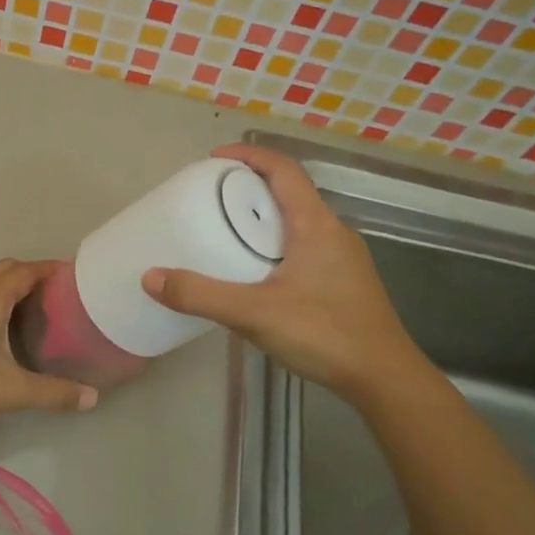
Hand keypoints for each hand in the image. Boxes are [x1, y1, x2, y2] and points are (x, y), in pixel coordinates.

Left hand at [0, 259, 98, 434]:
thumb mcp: (12, 390)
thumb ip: (54, 393)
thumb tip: (92, 398)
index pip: (27, 270)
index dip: (52, 270)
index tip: (76, 277)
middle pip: (7, 269)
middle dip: (33, 274)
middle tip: (59, 294)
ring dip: (10, 284)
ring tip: (35, 306)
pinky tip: (2, 325)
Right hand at [141, 144, 419, 401]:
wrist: (384, 379)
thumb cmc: (324, 334)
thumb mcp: (254, 313)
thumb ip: (201, 295)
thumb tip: (150, 277)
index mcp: (315, 224)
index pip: (284, 169)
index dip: (249, 155)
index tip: (213, 159)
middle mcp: (333, 231)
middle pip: (290, 192)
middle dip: (250, 186)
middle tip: (211, 197)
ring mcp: (343, 257)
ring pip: (298, 221)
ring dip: (264, 217)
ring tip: (227, 231)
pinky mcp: (344, 281)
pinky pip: (304, 246)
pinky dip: (275, 243)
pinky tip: (256, 272)